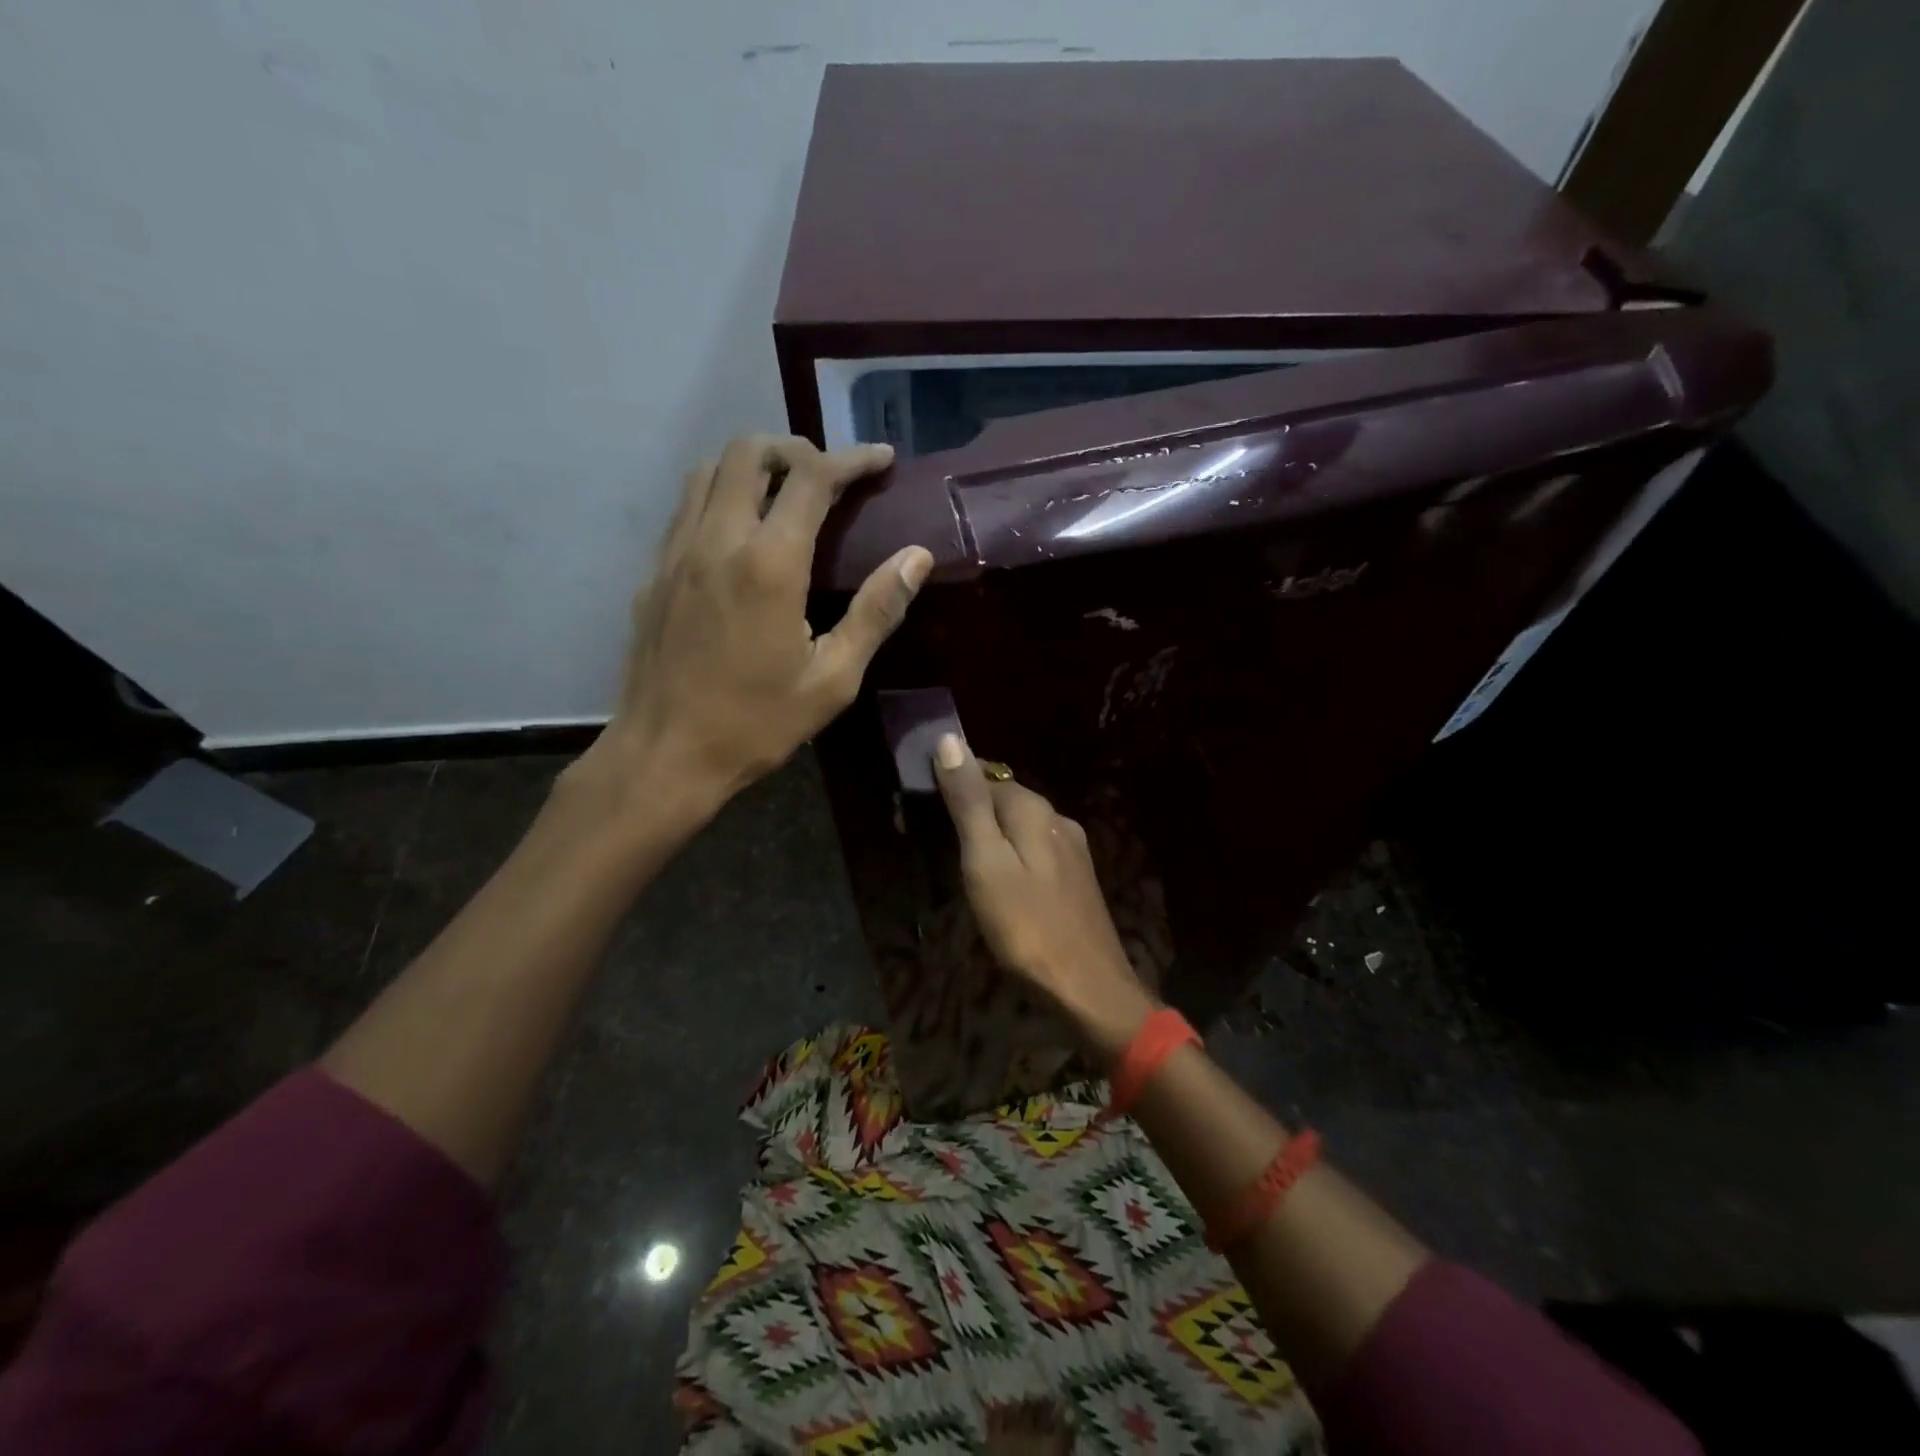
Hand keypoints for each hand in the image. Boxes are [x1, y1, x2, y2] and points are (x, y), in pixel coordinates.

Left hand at [575, 435, 932, 817]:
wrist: (665, 755)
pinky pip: (688, 507)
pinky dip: (722, 496)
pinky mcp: (655, 572)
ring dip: (753, 466)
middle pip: (749, 451)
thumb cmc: (756, 723)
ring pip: (709, 470)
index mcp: (769, 564)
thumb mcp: (833, 679)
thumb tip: (917, 557)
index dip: (852, 459)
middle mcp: (717, 540)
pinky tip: (742, 535)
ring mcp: (677, 552)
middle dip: (796, 450)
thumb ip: (876, 611)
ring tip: (786, 495)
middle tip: (830, 478)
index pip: (813, 478)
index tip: (882, 460)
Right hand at [933, 734, 1156, 1062]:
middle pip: (1006, 800)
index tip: (921, 807)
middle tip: (935, 839)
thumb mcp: (985, 861)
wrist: (1088, 987)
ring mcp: (1073, 850)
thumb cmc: (1027, 925)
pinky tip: (1000, 882)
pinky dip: (1012, 857)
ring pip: (1022, 827)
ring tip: (962, 864)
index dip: (954, 785)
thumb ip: (969, 802)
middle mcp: (1058, 819)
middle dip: (972, 810)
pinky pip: (1035, 852)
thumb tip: (950, 738)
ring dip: (992, 836)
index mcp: (1034, 809)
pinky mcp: (1078, 879)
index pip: (986, 776)